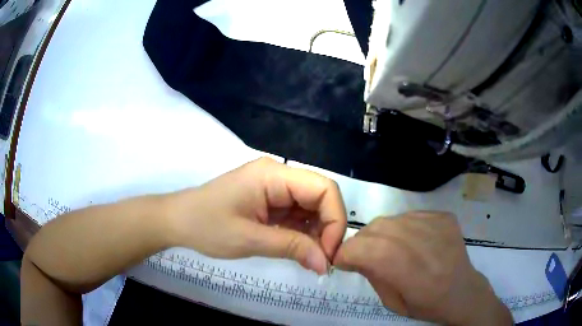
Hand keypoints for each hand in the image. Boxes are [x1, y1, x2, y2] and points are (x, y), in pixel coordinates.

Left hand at [166, 157, 346, 274]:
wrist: (177, 221)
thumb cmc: (206, 226)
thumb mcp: (249, 239)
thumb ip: (292, 248)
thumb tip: (326, 264)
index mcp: (274, 175)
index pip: (323, 188)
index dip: (334, 220)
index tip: (329, 253)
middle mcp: (278, 176)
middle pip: (320, 196)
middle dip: (327, 228)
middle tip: (323, 260)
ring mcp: (274, 188)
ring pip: (311, 207)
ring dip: (316, 233)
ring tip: (312, 258)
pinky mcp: (269, 201)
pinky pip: (296, 214)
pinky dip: (303, 233)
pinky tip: (300, 249)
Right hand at [333, 212, 512, 324]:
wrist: (463, 292)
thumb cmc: (426, 305)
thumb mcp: (392, 302)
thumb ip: (372, 274)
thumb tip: (355, 255)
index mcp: (409, 271)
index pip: (363, 249)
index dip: (346, 254)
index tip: (344, 263)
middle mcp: (422, 242)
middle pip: (375, 229)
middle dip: (361, 243)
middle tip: (365, 256)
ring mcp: (435, 224)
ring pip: (390, 220)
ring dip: (381, 235)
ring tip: (390, 249)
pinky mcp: (443, 216)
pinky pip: (409, 216)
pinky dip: (402, 229)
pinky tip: (412, 243)